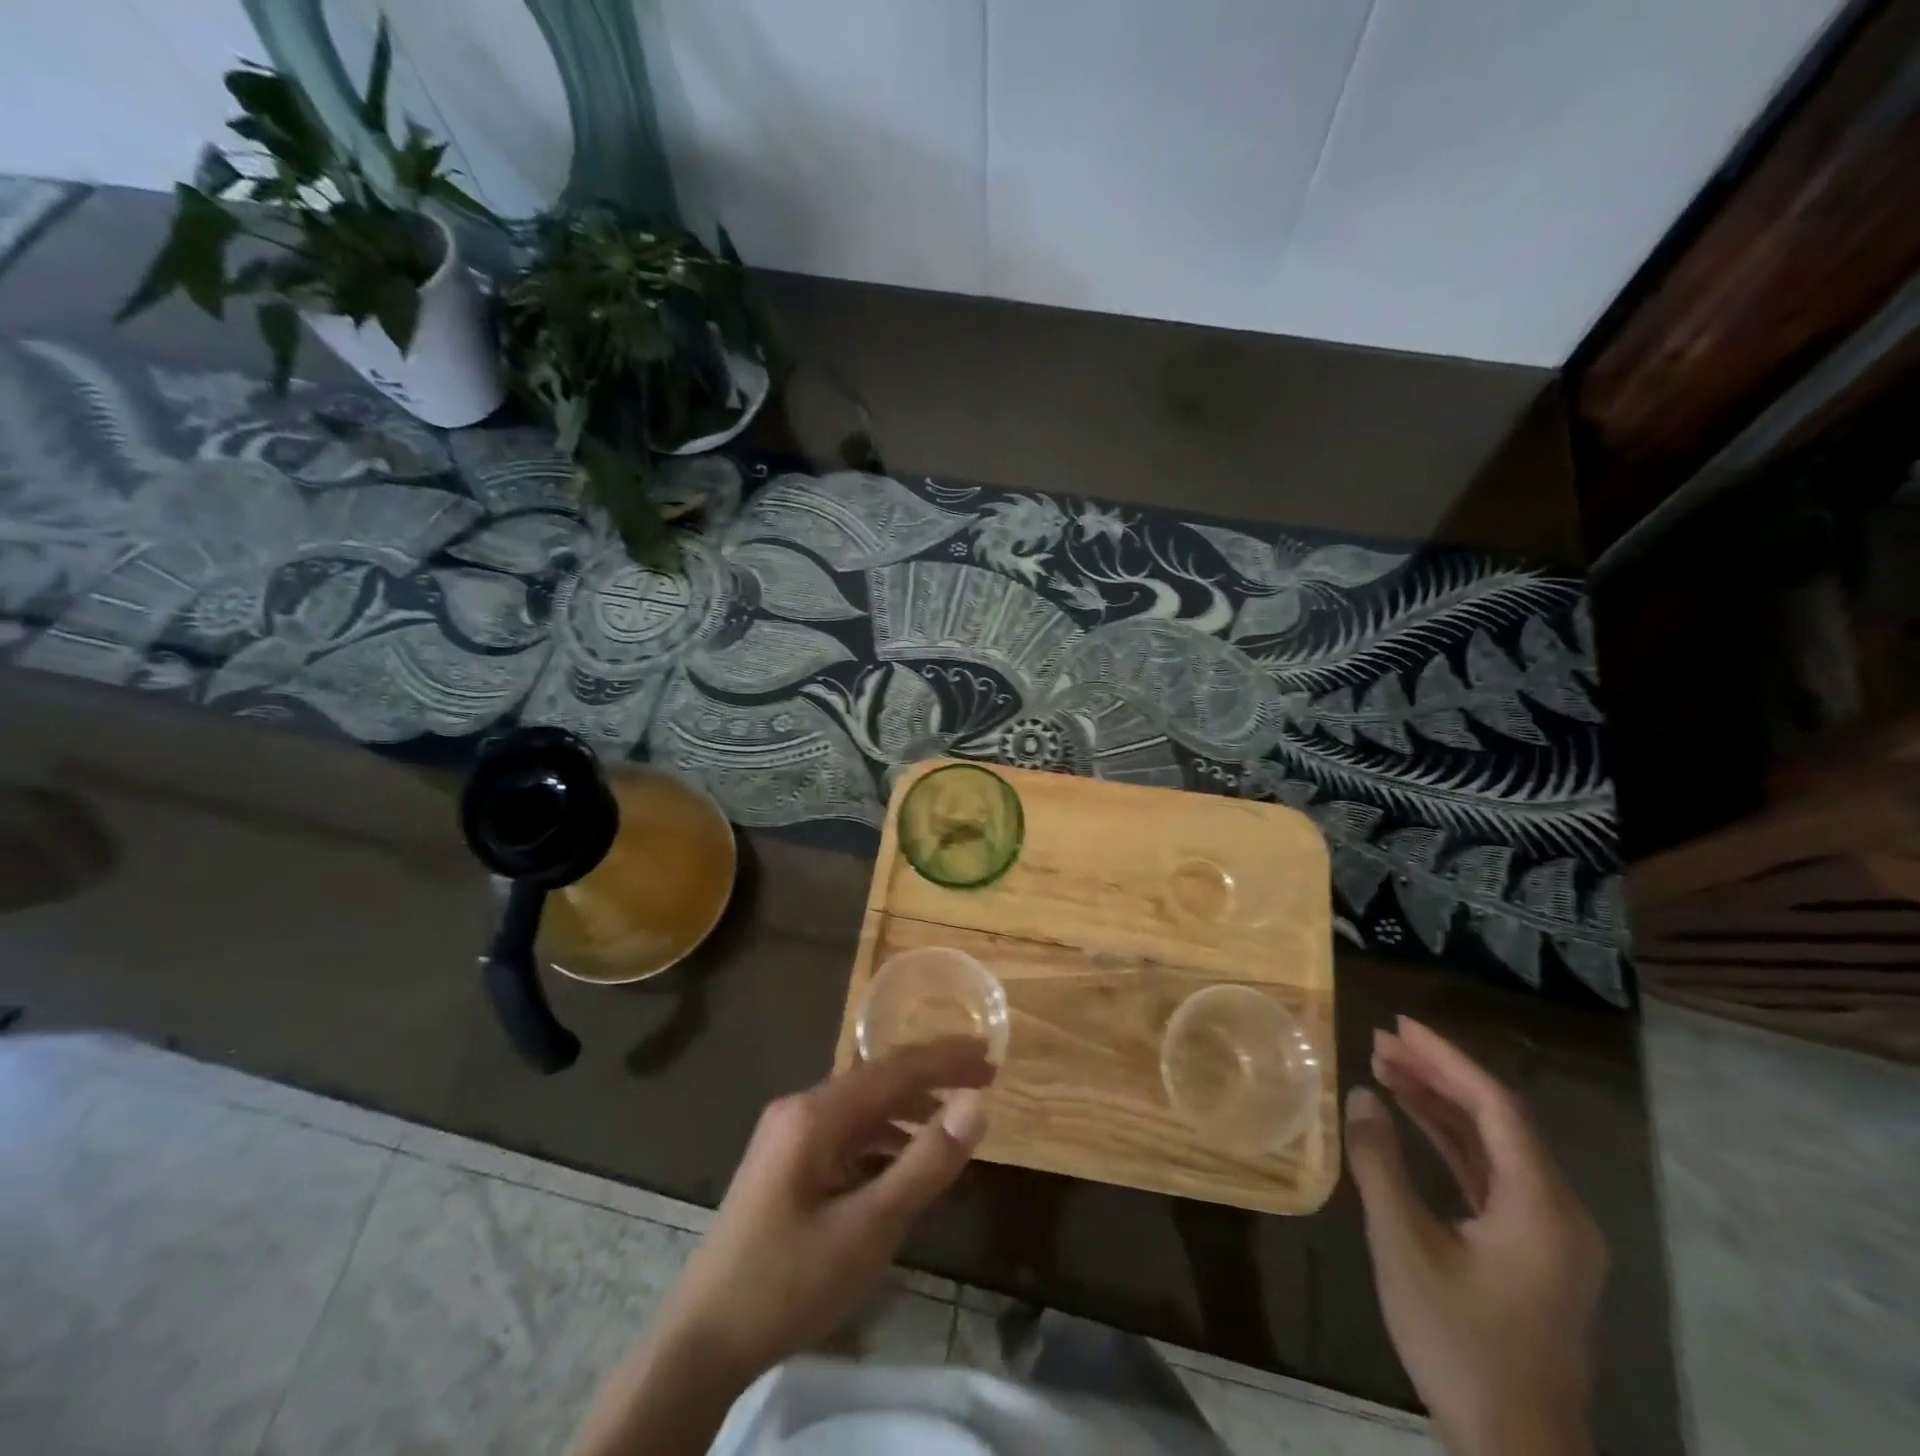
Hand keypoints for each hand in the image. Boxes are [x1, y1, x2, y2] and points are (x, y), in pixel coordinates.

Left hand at [655, 1036, 993, 1380]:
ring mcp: (788, 1136)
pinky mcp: (785, 1164)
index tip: (990, 1053)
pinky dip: (883, 1139)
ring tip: (954, 1122)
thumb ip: (924, 1164)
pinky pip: (846, 1135)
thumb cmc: (787, 1283)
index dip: (945, 1058)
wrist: (701, 1342)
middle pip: (878, 1081)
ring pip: (862, 1109)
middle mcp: (800, 1109)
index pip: (894, 1069)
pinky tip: (906, 1160)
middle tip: (984, 1079)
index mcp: (816, 1113)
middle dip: (932, 1079)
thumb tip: (976, 1106)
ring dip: (909, 1110)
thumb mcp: (868, 1229)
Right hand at [1345, 1018, 1605, 1455]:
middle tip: (1379, 1041)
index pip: (1495, 1107)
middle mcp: (1558, 1211)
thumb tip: (1361, 1095)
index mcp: (1541, 1206)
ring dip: (1440, 1103)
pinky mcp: (1531, 1250)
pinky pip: (1490, 1174)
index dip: (1446, 1059)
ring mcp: (1549, 1233)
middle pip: (1497, 1119)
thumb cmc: (1459, 1341)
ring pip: (1492, 1145)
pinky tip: (1411, 1119)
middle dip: (1438, 1074)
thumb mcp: (1405, 1247)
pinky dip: (1449, 1140)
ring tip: (1385, 1068)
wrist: (1514, 1446)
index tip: (1398, 1026)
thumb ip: (1380, 1164)